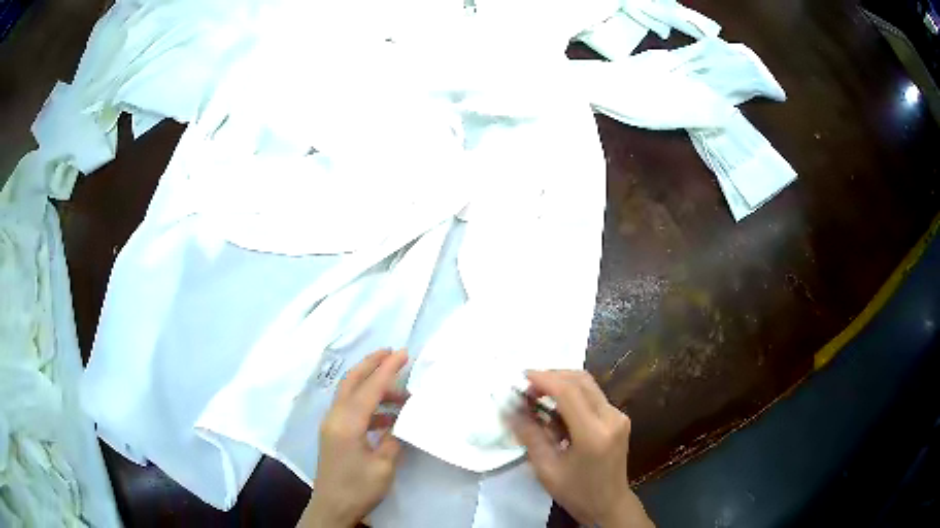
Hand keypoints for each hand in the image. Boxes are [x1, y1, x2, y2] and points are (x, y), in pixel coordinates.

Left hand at [300, 350, 408, 527]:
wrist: (332, 507)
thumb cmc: (358, 488)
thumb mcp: (383, 466)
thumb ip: (392, 439)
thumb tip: (398, 423)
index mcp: (347, 423)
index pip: (369, 389)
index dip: (387, 370)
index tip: (403, 353)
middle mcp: (335, 417)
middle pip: (351, 381)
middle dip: (371, 364)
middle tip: (392, 353)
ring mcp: (332, 425)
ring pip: (350, 394)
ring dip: (372, 386)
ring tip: (400, 393)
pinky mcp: (334, 433)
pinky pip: (351, 409)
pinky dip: (369, 405)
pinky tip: (388, 417)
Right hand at [511, 370, 653, 527]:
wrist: (609, 504)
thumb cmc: (576, 492)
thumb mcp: (546, 468)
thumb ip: (529, 435)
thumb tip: (509, 409)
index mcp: (593, 433)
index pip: (568, 391)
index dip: (543, 379)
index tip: (520, 377)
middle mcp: (611, 417)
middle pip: (581, 380)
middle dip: (552, 376)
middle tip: (527, 387)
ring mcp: (618, 416)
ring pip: (588, 385)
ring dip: (562, 384)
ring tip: (537, 396)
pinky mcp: (619, 418)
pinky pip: (593, 396)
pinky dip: (572, 395)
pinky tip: (556, 409)